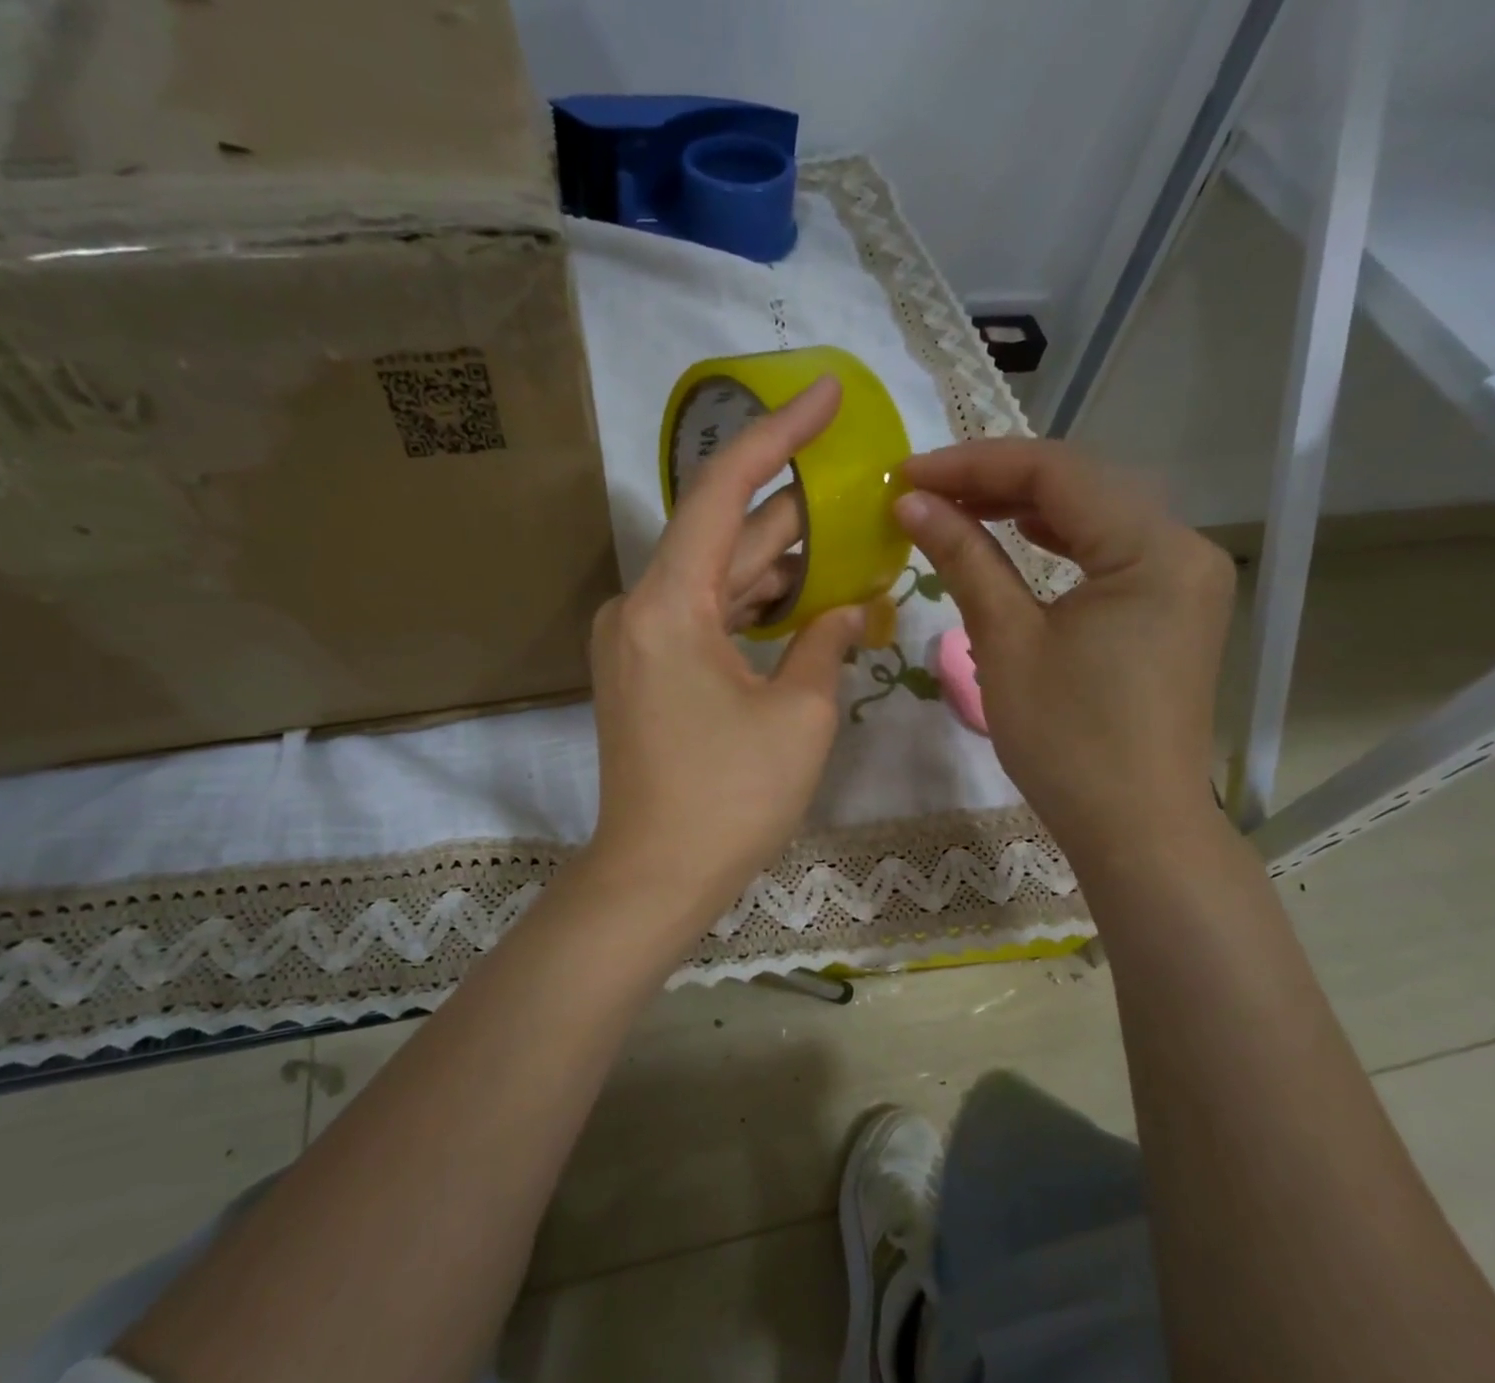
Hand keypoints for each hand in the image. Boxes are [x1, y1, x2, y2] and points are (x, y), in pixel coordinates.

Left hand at [584, 378, 867, 929]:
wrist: (655, 876)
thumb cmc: (730, 798)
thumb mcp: (799, 714)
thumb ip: (827, 643)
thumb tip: (847, 609)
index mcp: (669, 602)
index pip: (725, 489)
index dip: (778, 434)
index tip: (823, 393)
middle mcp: (640, 607)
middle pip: (725, 535)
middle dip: (792, 509)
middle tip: (858, 481)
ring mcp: (637, 641)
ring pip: (717, 579)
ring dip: (778, 562)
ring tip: (846, 536)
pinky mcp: (645, 672)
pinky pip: (704, 617)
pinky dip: (751, 605)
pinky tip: (803, 598)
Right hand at [896, 439, 1234, 863]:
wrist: (1134, 827)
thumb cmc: (1066, 742)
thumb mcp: (1007, 642)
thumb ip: (964, 559)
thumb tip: (912, 503)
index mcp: (1153, 549)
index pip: (1056, 473)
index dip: (973, 465)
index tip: (906, 474)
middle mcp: (1183, 546)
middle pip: (1082, 483)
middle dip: (997, 479)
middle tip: (923, 490)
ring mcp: (1184, 577)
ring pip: (1097, 513)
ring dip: (1026, 505)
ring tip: (959, 507)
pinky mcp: (1173, 606)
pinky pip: (1111, 549)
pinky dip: (1060, 538)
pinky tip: (1020, 536)